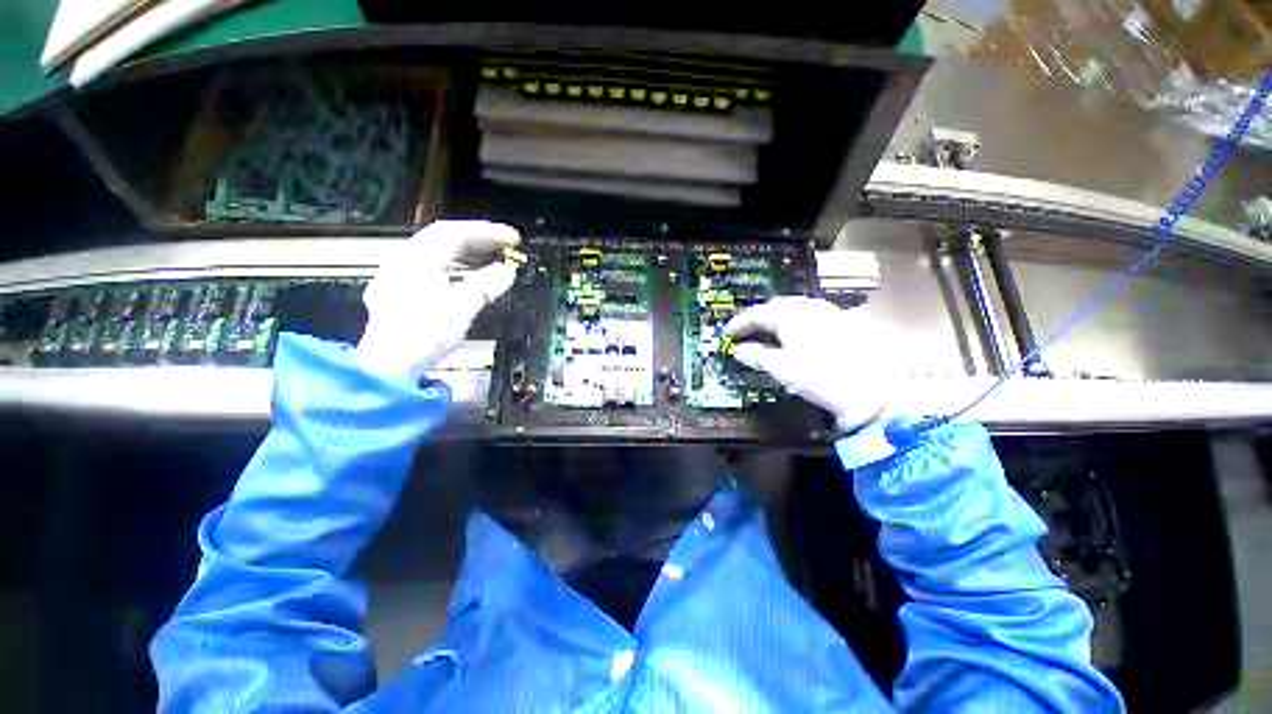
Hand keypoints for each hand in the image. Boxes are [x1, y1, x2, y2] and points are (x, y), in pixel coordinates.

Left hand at [357, 220, 520, 382]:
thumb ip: (485, 286)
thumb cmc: (424, 334)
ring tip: (492, 260)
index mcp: (419, 259)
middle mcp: (405, 260)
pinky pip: (431, 268)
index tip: (514, 239)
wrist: (387, 366)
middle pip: (444, 239)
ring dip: (467, 254)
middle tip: (506, 247)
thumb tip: (507, 271)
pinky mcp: (400, 292)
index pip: (455, 233)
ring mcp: (399, 276)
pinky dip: (454, 268)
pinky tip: (466, 279)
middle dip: (478, 240)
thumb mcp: (461, 309)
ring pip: (436, 254)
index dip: (487, 233)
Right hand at [724, 296, 888, 431]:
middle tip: (745, 333)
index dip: (738, 323)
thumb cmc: (819, 376)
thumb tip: (738, 351)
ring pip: (794, 308)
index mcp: (790, 315)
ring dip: (776, 318)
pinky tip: (795, 335)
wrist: (871, 390)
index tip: (727, 334)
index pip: (756, 313)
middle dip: (757, 318)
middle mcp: (808, 307)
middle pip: (775, 306)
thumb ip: (755, 356)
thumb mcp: (781, 368)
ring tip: (766, 333)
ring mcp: (828, 312)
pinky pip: (809, 314)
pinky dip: (794, 321)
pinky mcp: (842, 322)